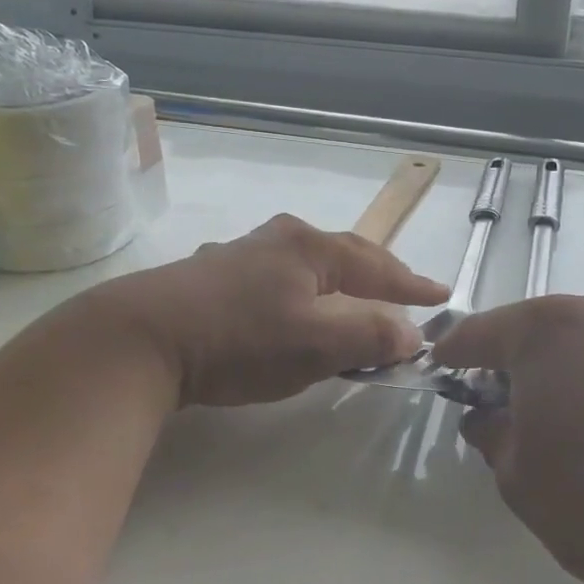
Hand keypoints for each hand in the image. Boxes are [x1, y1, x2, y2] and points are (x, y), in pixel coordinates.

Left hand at [88, 214, 448, 407]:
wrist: (140, 339)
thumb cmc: (239, 338)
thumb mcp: (316, 343)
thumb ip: (371, 336)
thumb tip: (412, 334)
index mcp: (309, 248)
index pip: (377, 265)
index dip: (412, 284)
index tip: (442, 295)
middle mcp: (278, 240)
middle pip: (343, 254)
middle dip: (378, 274)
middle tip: (405, 292)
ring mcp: (240, 255)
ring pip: (307, 265)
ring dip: (338, 283)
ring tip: (355, 300)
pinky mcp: (211, 278)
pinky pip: (277, 280)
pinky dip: (302, 293)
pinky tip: (291, 306)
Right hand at [432, 291, 583, 583]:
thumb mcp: (520, 478)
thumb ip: (493, 436)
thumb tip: (487, 417)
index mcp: (545, 329)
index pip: (479, 333)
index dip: (454, 354)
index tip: (441, 370)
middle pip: (539, 331)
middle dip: (515, 364)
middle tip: (505, 407)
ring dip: (568, 373)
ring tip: (567, 424)